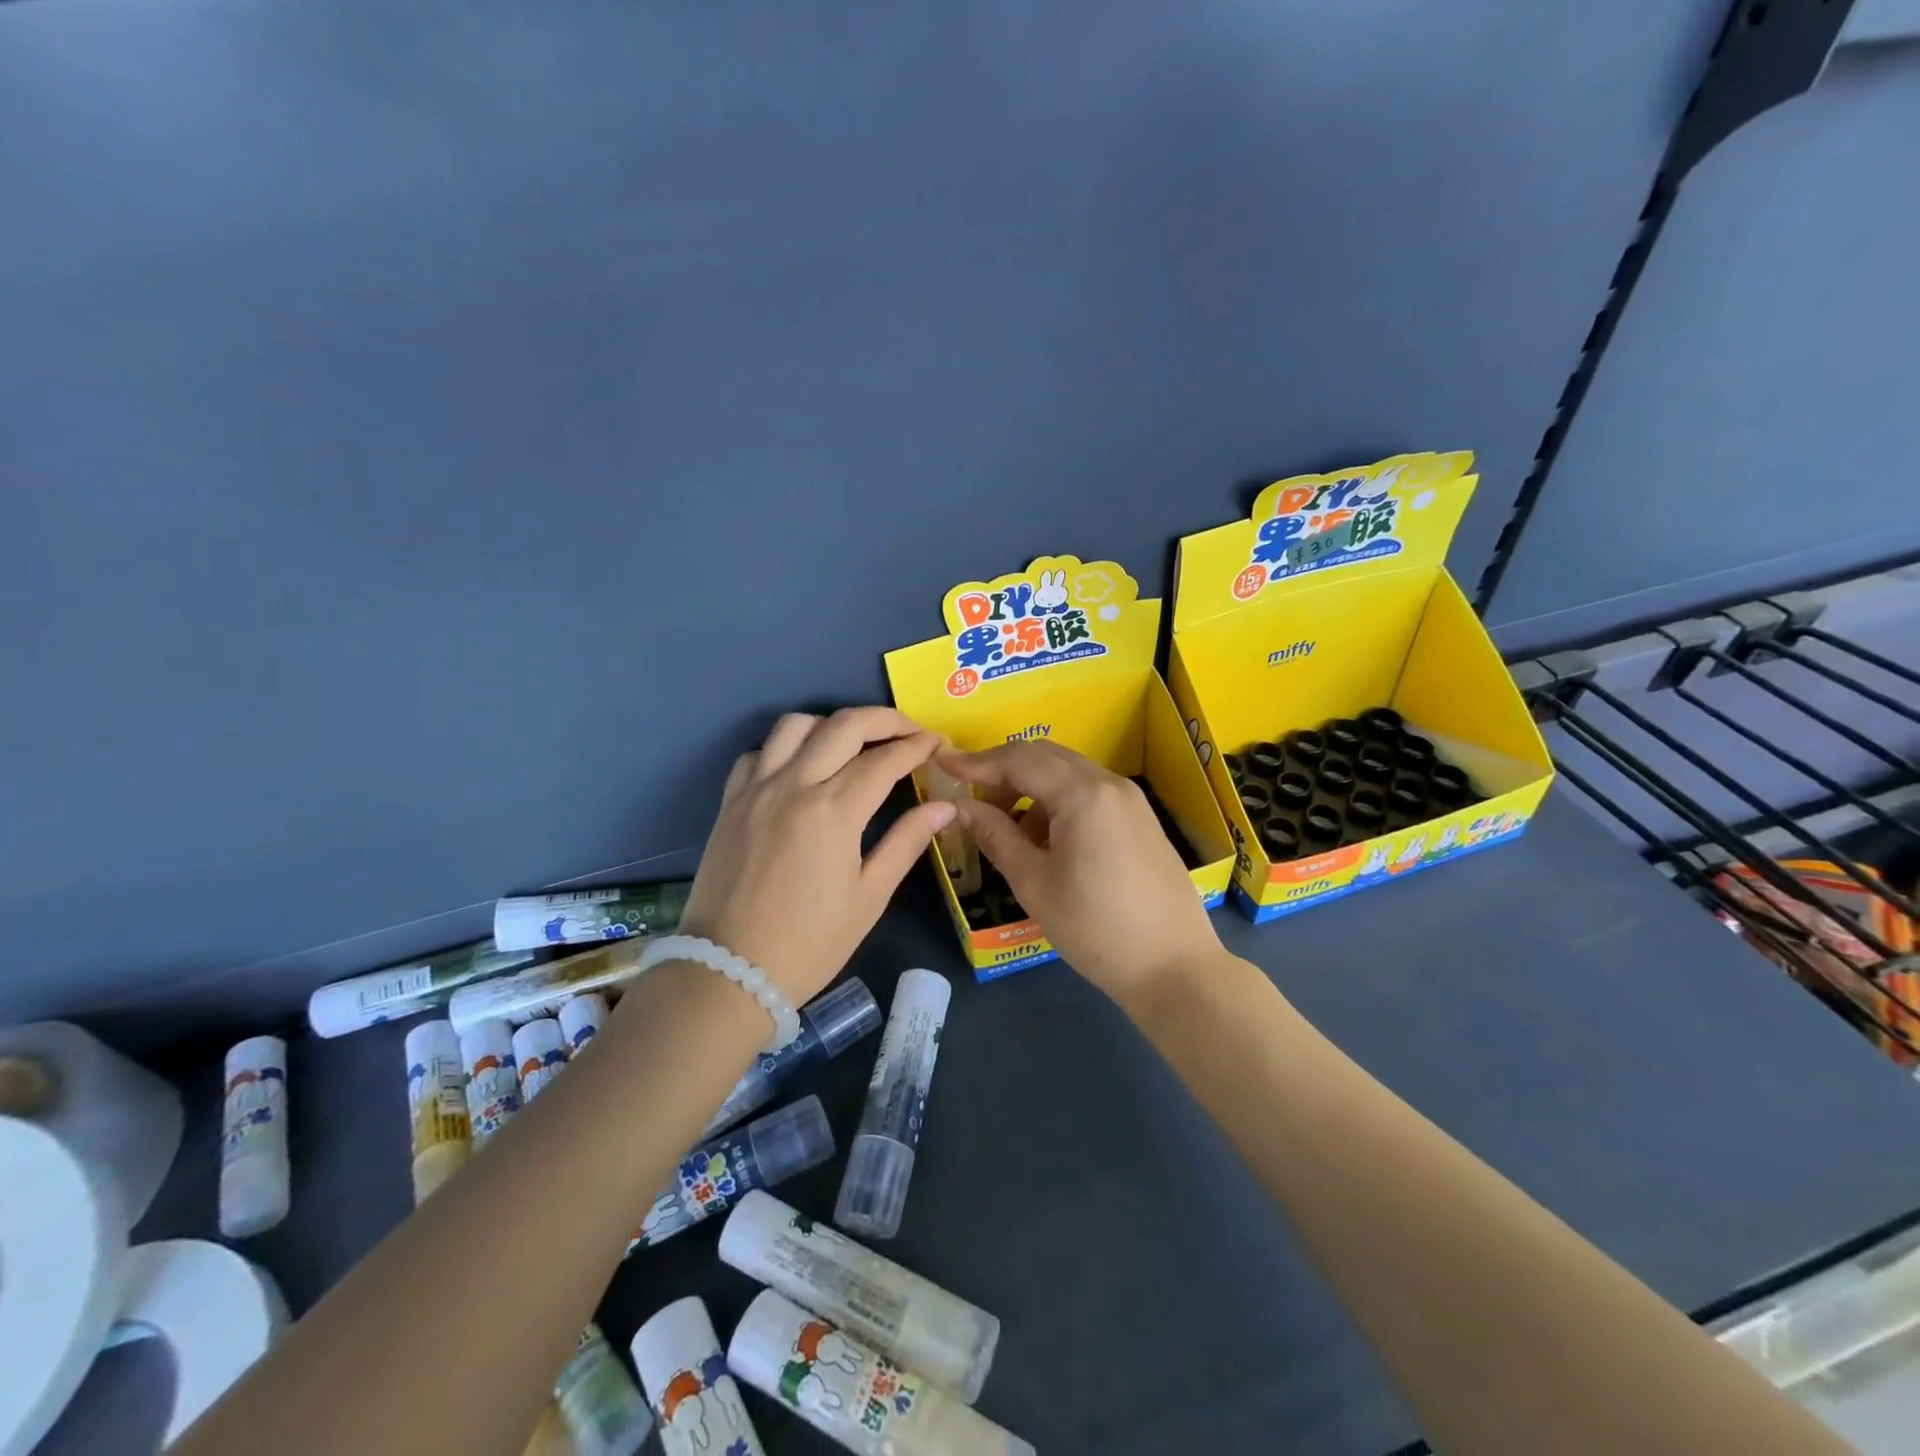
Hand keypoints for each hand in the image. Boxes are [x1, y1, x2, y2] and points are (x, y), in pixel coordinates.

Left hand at [679, 708, 953, 1004]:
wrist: (729, 973)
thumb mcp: (870, 896)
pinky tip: (801, 768)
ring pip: (796, 725)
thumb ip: (907, 842)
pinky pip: (758, 752)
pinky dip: (785, 747)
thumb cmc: (811, 942)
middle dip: (885, 719)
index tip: (938, 744)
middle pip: (844, 725)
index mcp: (834, 810)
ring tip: (856, 743)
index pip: (885, 759)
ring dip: (833, 724)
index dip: (918, 745)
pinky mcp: (730, 802)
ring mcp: (756, 789)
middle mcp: (794, 784)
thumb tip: (944, 806)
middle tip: (910, 732)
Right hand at [943, 741, 1222, 1002]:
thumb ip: (995, 835)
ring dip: (1031, 788)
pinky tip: (1045, 840)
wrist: (1173, 967)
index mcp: (1083, 794)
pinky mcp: (1140, 819)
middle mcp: (1110, 784)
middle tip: (972, 799)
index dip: (977, 761)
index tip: (943, 766)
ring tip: (1007, 829)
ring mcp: (1130, 800)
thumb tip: (959, 807)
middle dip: (1003, 771)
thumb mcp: (1034, 883)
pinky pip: (1088, 793)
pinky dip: (1058, 802)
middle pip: (1045, 756)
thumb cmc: (1095, 928)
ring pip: (1067, 773)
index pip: (1019, 759)